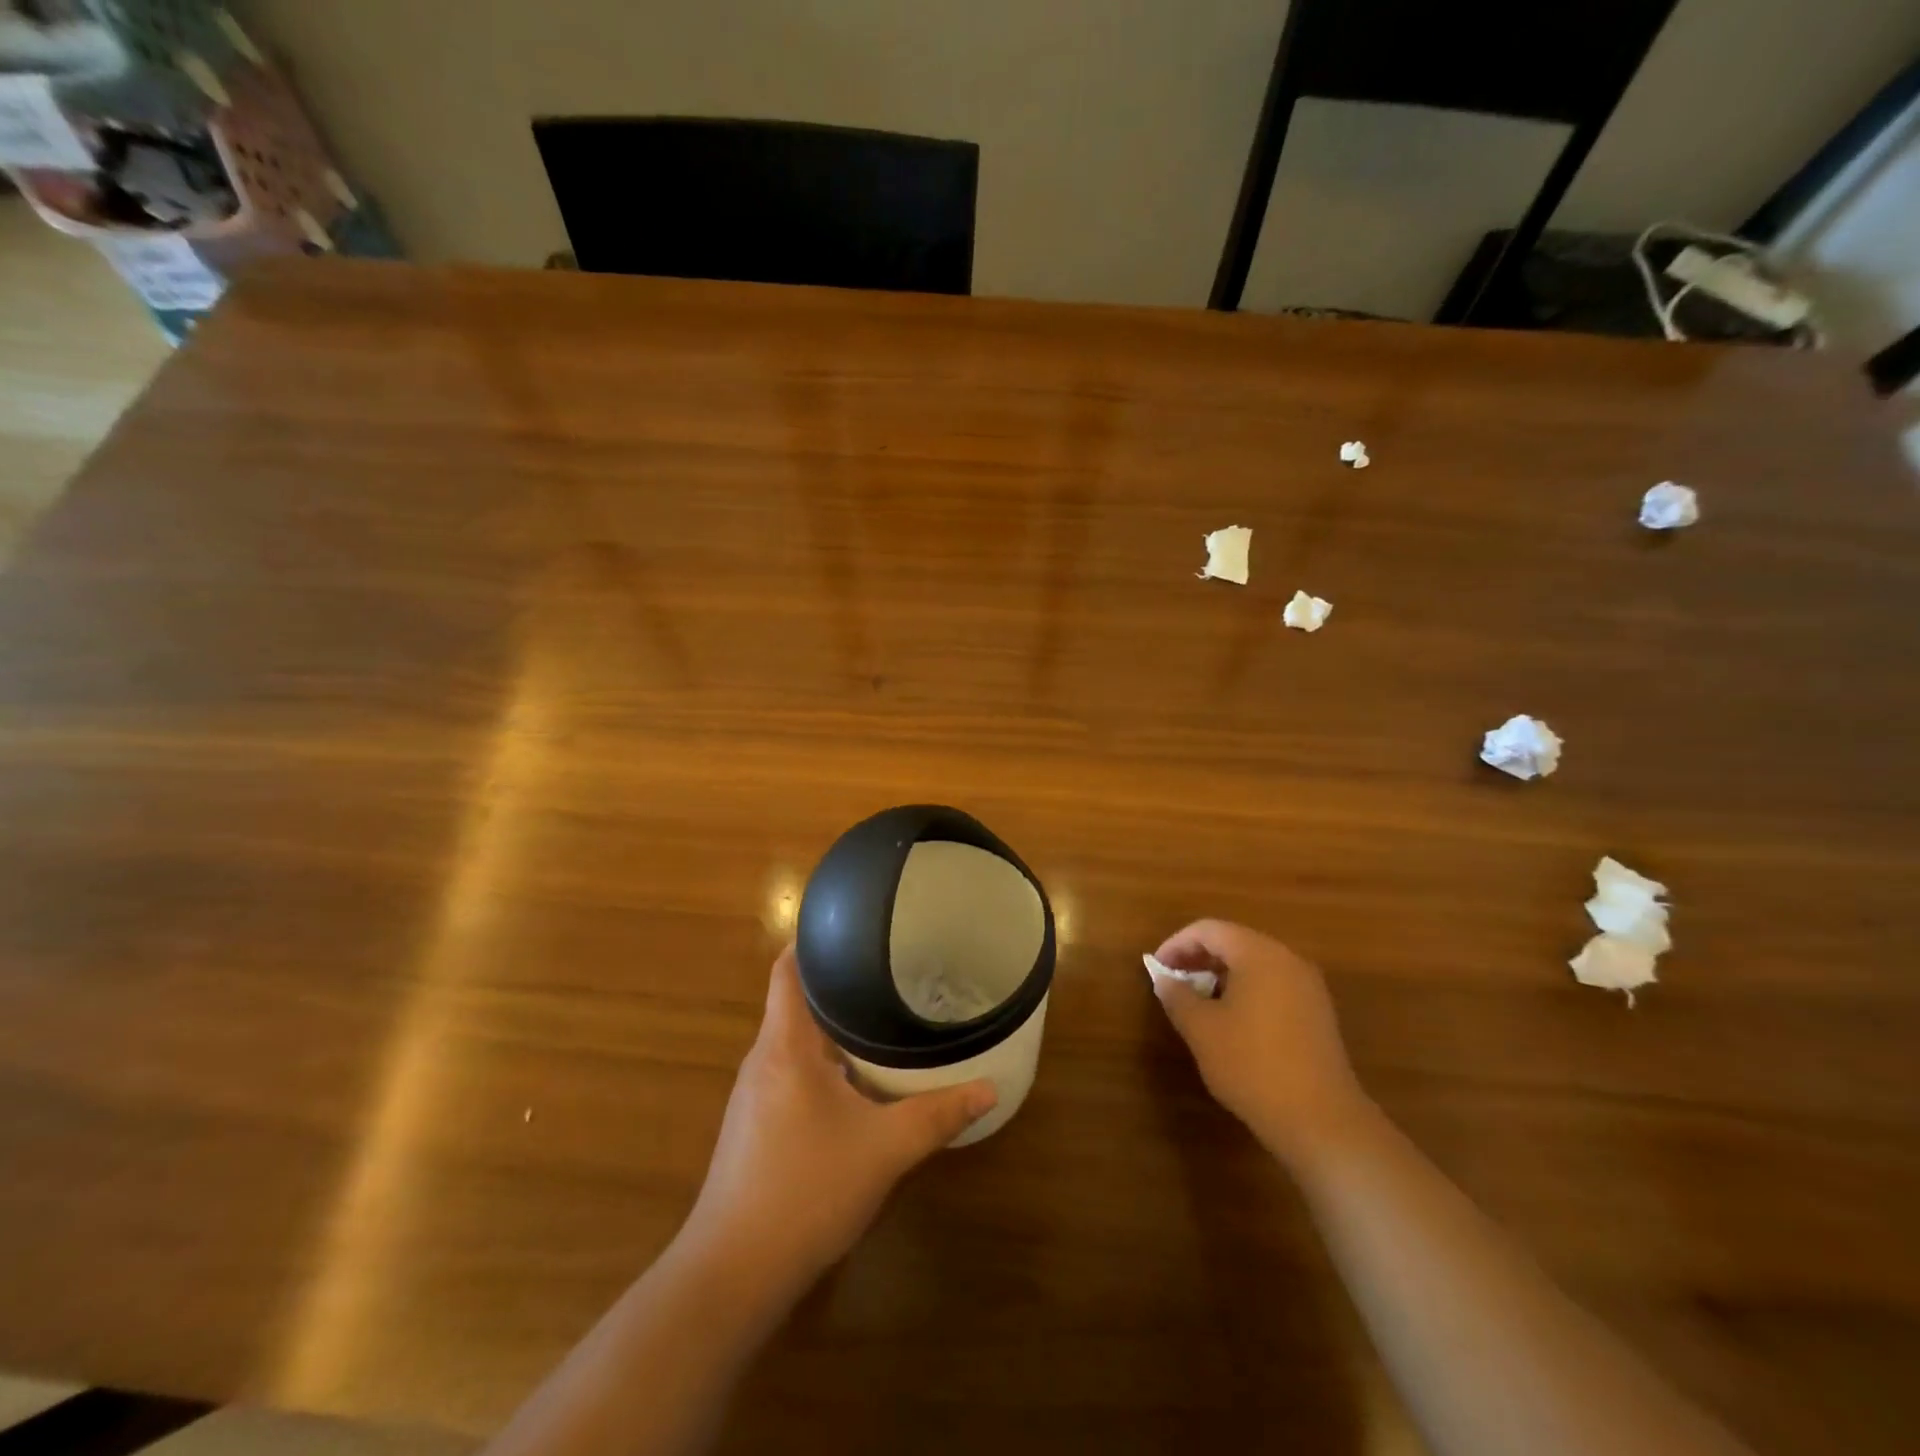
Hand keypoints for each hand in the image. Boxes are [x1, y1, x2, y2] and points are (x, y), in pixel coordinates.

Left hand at [682, 946, 996, 1290]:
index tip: (854, 925)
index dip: (813, 940)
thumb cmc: (806, 1190)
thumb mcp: (884, 1150)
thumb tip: (990, 1090)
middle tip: (890, 970)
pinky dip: (824, 1062)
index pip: (788, 969)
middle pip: (796, 1001)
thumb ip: (937, 1115)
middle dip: (839, 984)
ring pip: (796, 1041)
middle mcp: (763, 1059)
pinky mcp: (755, 1125)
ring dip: (833, 1028)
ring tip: (882, 1016)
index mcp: (784, 1045)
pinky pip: (792, 1072)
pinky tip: (858, 1080)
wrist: (733, 1274)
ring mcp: (755, 1095)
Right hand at [1151, 919, 1371, 1163]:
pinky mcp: (1317, 1014)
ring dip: (1220, 976)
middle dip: (1198, 958)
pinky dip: (1245, 992)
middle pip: (1234, 943)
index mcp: (1259, 954)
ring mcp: (1308, 987)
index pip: (1209, 930)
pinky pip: (1272, 986)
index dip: (1176, 944)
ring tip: (1196, 1003)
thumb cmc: (1252, 1065)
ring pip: (1254, 965)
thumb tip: (1165, 979)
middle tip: (1172, 983)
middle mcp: (1288, 960)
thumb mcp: (1201, 1029)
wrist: (1321, 1120)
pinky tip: (1230, 1022)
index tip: (1156, 969)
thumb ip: (1177, 996)